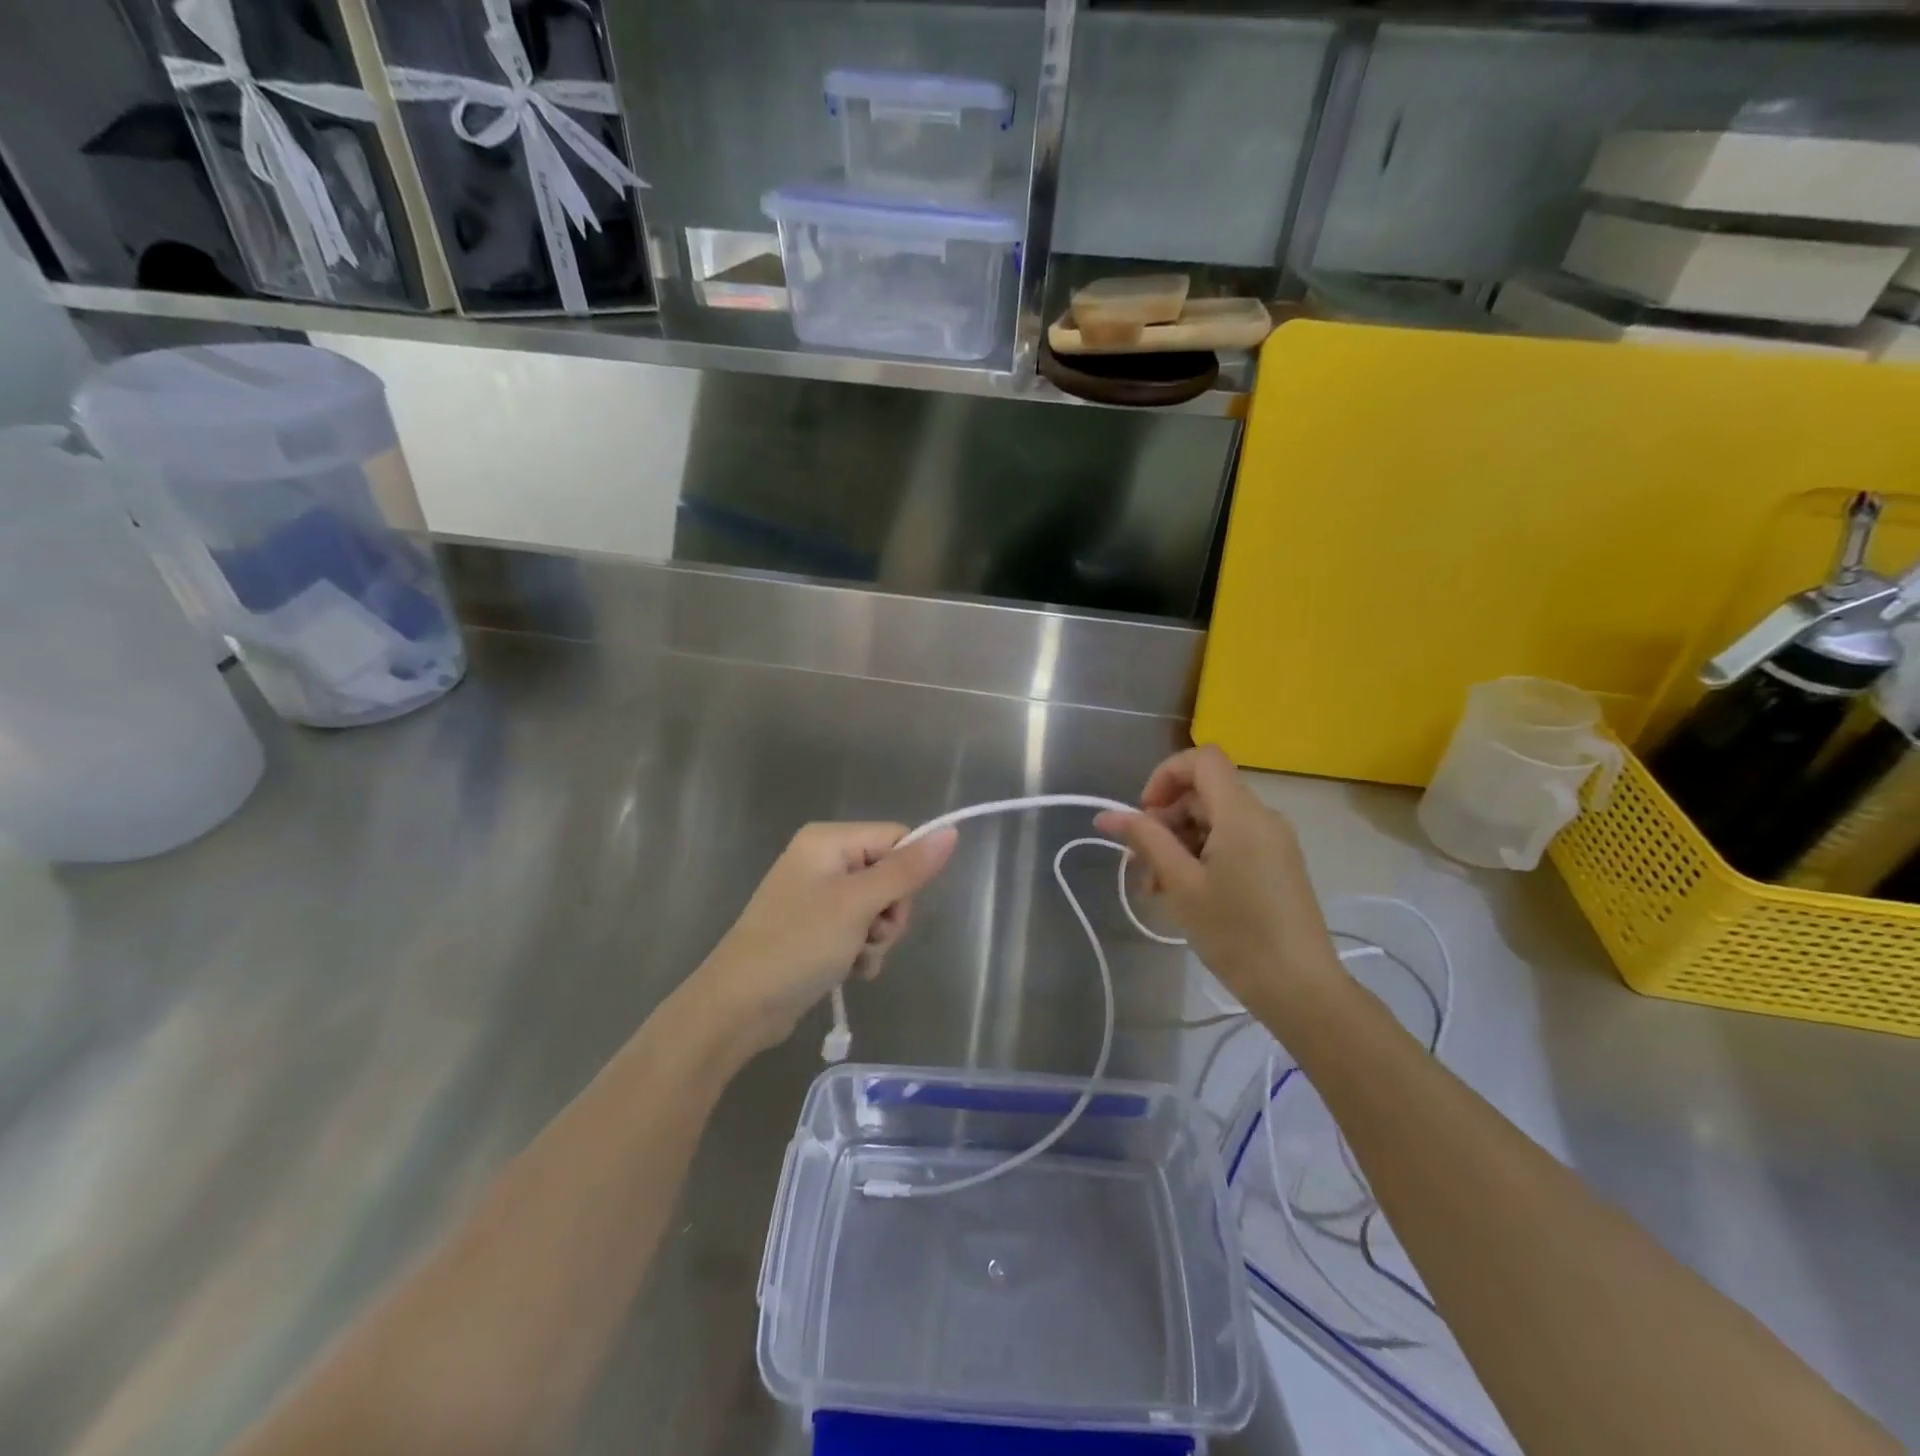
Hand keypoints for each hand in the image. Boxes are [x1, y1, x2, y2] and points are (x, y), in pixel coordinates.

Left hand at [692, 822, 957, 1052]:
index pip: (896, 839)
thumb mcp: (858, 904)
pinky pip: (858, 928)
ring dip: (877, 938)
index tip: (891, 908)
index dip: (906, 875)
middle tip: (871, 937)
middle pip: (889, 874)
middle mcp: (823, 859)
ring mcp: (818, 895)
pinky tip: (852, 971)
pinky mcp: (816, 927)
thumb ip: (907, 869)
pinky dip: (862, 950)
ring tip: (857, 959)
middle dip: (890, 913)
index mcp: (829, 840)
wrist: (739, 1005)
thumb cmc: (798, 944)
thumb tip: (951, 831)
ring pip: (878, 906)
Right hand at [1095, 745, 1341, 1013]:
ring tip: (1158, 888)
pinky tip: (1185, 893)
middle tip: (1141, 864)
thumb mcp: (1181, 884)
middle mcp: (1262, 817)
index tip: (1144, 815)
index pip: (1202, 759)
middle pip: (1204, 793)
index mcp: (1242, 814)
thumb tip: (1106, 814)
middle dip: (1165, 820)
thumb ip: (1145, 840)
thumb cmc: (1235, 933)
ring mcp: (1274, 841)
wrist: (1300, 988)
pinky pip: (1233, 841)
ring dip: (1179, 843)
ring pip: (1215, 820)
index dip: (1165, 775)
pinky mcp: (1278, 864)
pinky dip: (1203, 855)